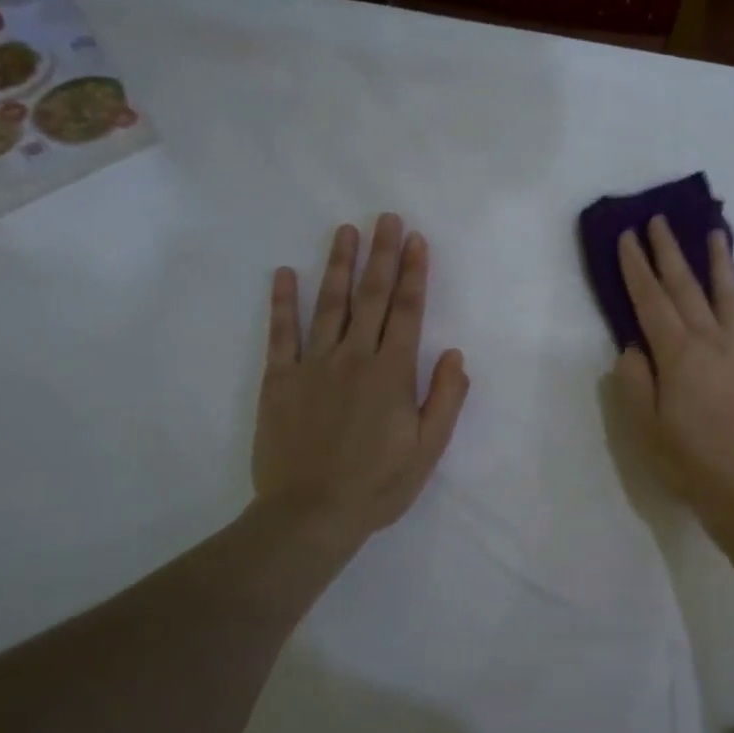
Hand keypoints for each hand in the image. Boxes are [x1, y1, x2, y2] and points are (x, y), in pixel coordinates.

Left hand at [252, 215, 469, 546]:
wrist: (310, 513)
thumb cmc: (378, 485)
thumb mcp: (428, 449)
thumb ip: (444, 398)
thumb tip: (454, 354)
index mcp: (392, 373)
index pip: (408, 313)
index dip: (414, 274)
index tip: (417, 241)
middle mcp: (354, 358)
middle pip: (372, 298)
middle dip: (382, 256)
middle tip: (386, 219)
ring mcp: (313, 366)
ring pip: (329, 305)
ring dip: (338, 266)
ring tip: (345, 232)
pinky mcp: (279, 381)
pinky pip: (281, 334)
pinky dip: (282, 303)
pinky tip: (284, 274)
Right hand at [611, 217, 733, 532]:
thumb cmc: (687, 461)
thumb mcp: (643, 426)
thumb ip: (634, 380)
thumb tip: (636, 347)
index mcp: (679, 354)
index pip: (652, 300)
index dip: (637, 267)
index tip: (628, 237)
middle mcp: (714, 341)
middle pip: (688, 286)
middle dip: (670, 251)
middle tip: (660, 221)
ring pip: (729, 294)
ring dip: (718, 261)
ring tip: (714, 233)